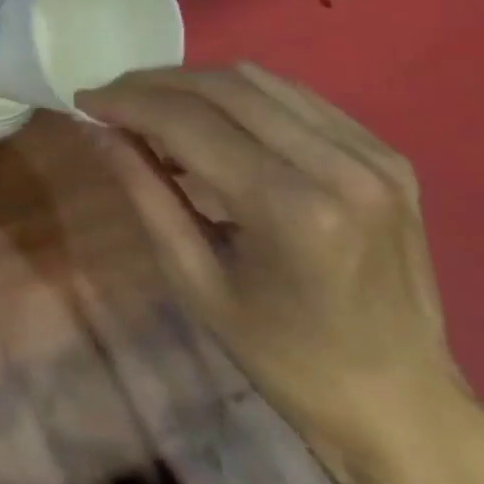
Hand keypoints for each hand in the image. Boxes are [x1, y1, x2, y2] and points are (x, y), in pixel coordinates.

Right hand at [78, 64, 467, 483]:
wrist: (400, 403)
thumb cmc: (284, 358)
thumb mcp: (195, 281)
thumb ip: (145, 194)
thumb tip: (99, 130)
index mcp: (293, 210)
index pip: (190, 123)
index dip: (128, 102)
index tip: (84, 99)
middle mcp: (339, 166)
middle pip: (224, 88)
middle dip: (154, 83)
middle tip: (111, 97)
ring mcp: (371, 155)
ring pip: (259, 80)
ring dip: (194, 84)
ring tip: (152, 105)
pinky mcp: (385, 154)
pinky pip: (296, 98)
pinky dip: (240, 96)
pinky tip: (211, 118)